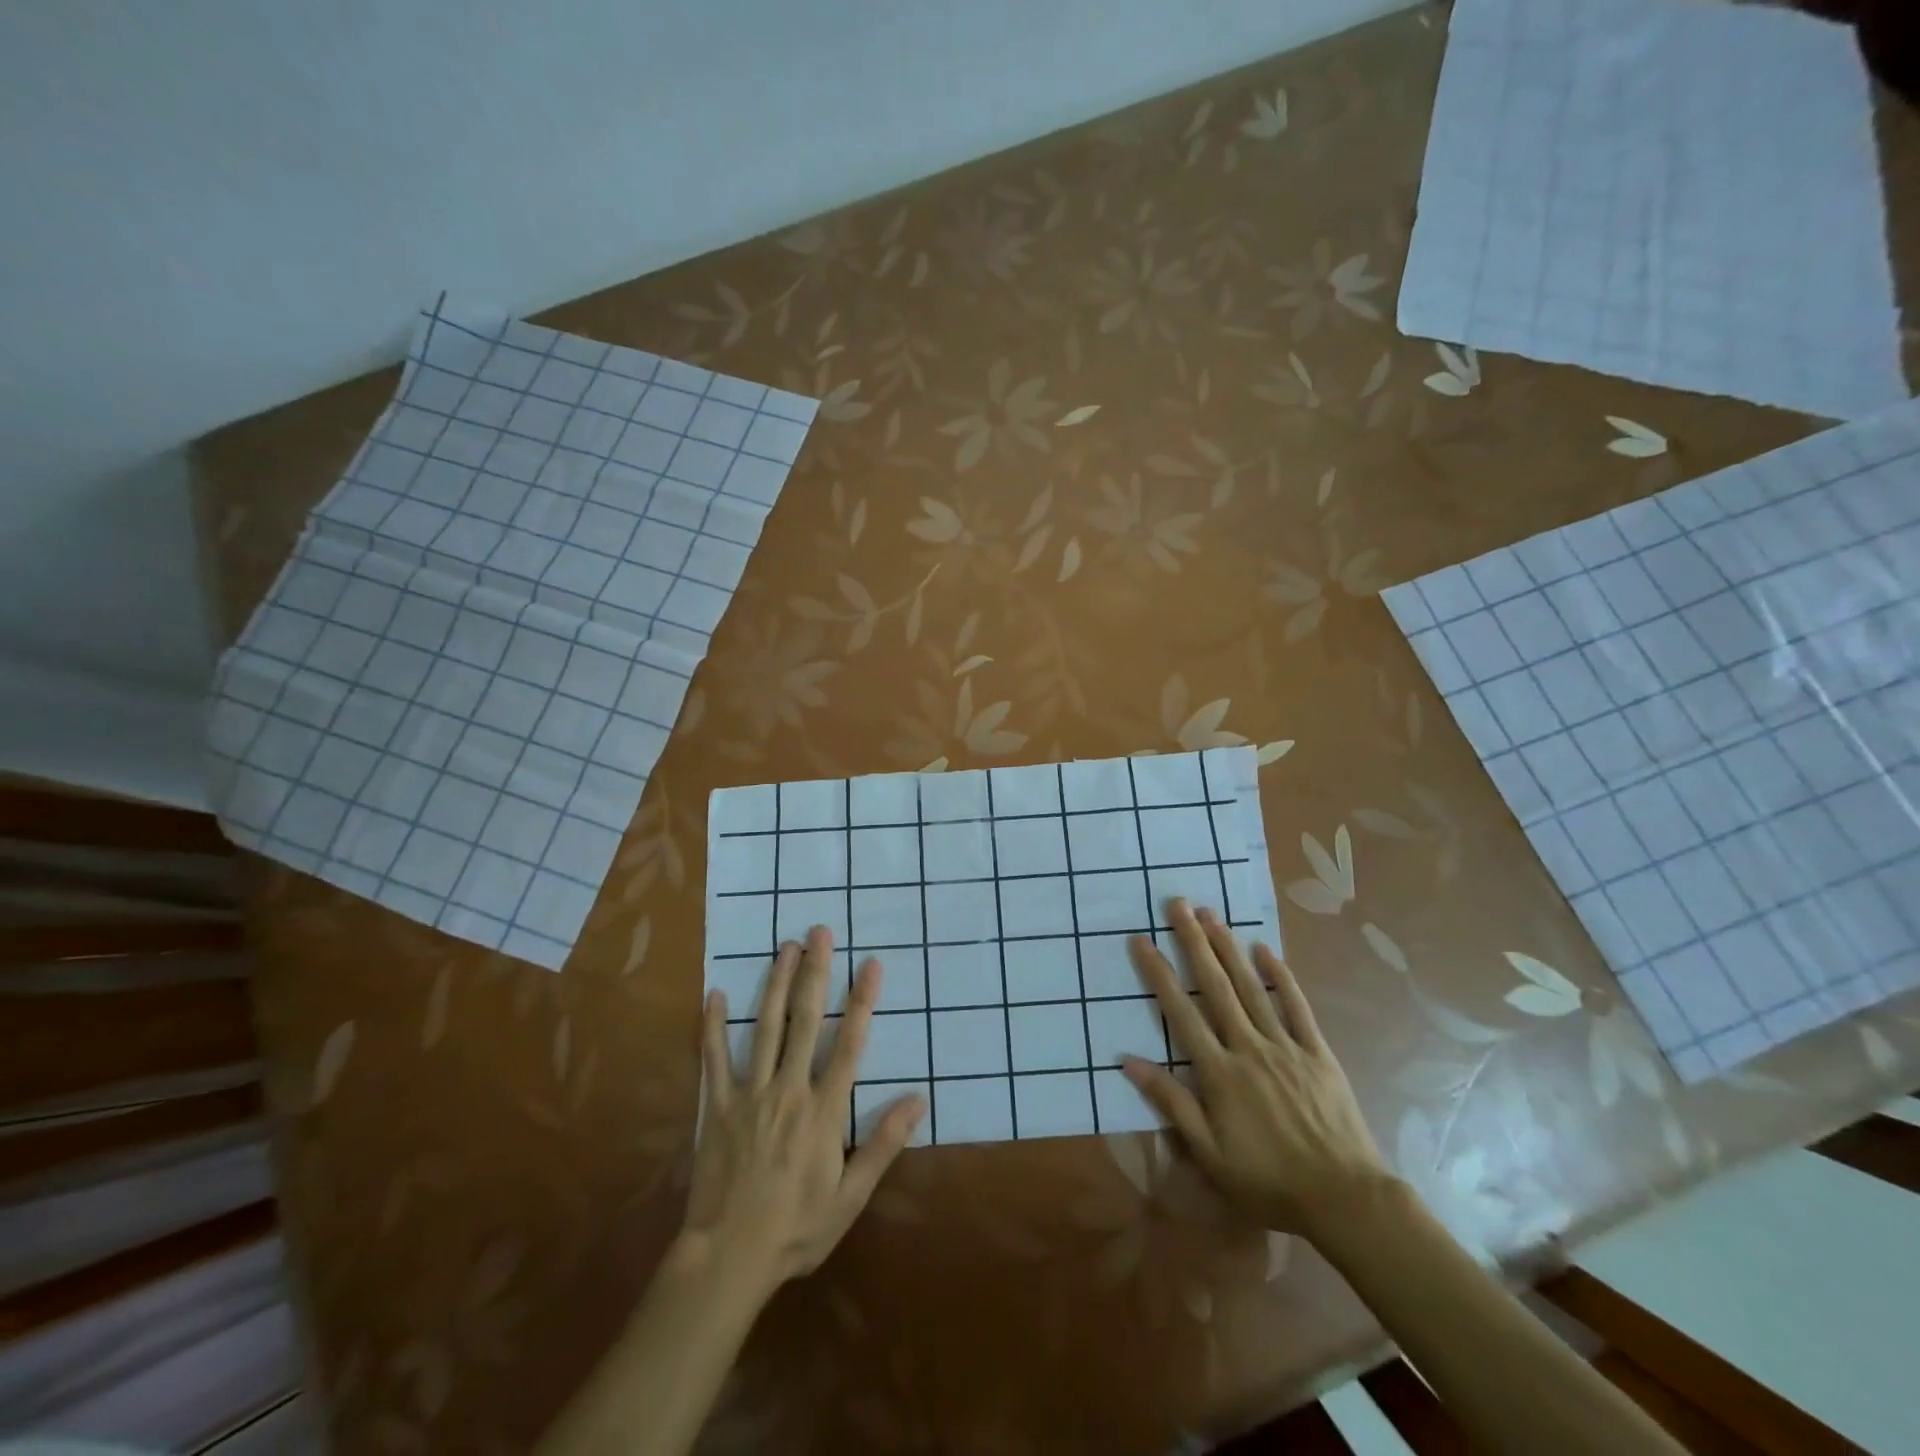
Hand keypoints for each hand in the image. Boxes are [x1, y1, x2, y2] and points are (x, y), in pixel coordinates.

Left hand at [686, 927, 925, 1297]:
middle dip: (815, 973)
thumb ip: (883, 1144)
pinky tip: (714, 994)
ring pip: (764, 1027)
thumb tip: (918, 1099)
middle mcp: (788, 1090)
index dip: (861, 1001)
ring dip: (775, 983)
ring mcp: (749, 1094)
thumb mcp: (851, 1196)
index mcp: (823, 1111)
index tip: (870, 964)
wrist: (729, 1259)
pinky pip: (713, 1059)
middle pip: (804, 1020)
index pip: (849, 1043)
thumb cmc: (797, 1228)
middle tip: (819, 932)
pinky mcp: (716, 1107)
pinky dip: (712, 1026)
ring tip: (784, 947)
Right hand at [1122, 900, 1391, 1239]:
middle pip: (1215, 986)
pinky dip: (1281, 975)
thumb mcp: (1209, 1153)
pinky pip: (1296, 1006)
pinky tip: (1265, 949)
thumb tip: (1127, 1061)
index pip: (1180, 1012)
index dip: (1158, 974)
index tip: (1141, 940)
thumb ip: (1171, 1102)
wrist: (1344, 1198)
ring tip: (1211, 914)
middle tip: (1178, 904)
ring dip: (1229, 948)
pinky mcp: (1316, 1052)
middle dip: (1194, 942)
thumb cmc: (1268, 1180)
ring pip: (1251, 987)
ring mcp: (1285, 1046)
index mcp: (1219, 1073)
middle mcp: (1248, 1047)